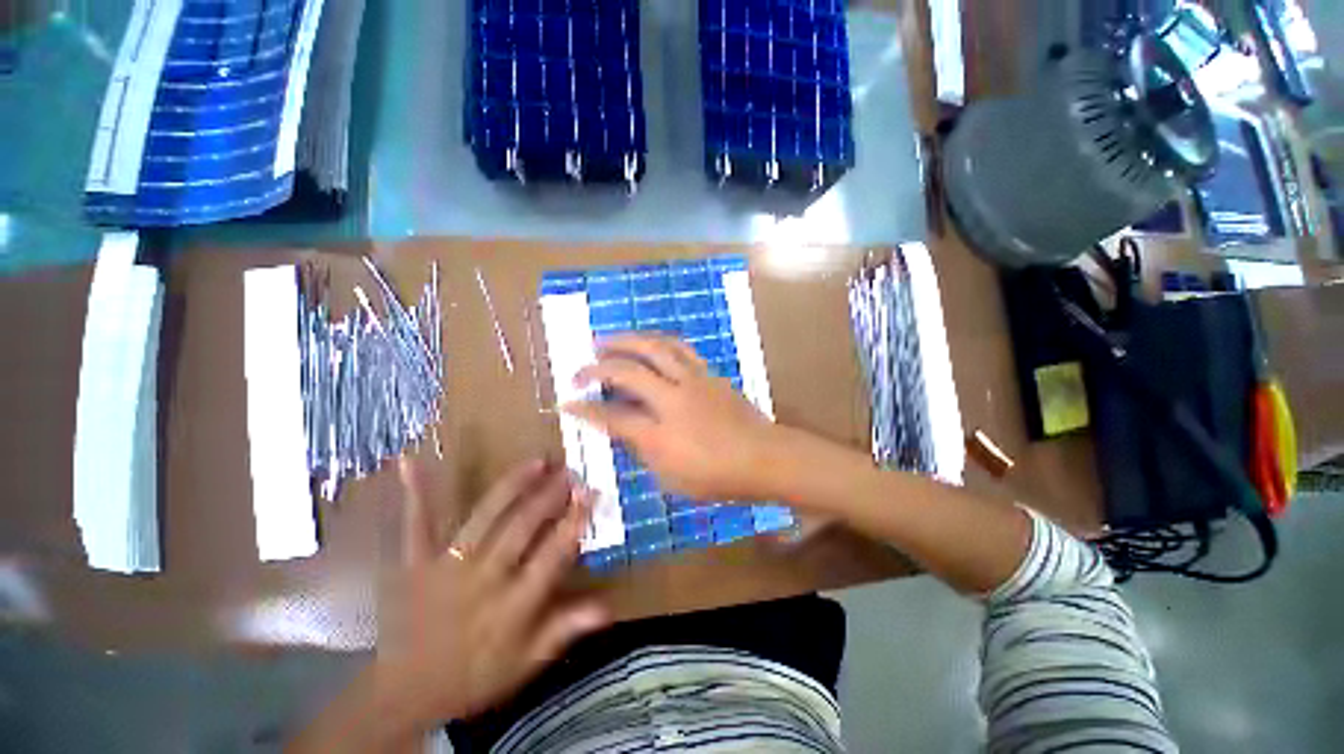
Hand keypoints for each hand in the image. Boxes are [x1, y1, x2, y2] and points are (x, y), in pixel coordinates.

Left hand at [378, 458, 609, 727]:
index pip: (552, 555)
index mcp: (512, 605)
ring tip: (537, 462)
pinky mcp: (416, 562)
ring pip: (485, 517)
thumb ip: (564, 630)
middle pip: (522, 528)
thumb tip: (608, 608)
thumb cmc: (474, 676)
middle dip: (550, 495)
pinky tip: (411, 461)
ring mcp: (447, 566)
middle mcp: (483, 578)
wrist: (405, 692)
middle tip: (571, 470)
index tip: (592, 493)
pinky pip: (417, 524)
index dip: (574, 521)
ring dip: (513, 486)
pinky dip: (415, 493)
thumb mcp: (525, 663)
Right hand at [562, 334, 780, 500]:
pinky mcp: (708, 373)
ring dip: (627, 341)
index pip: (613, 417)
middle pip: (628, 371)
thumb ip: (644, 451)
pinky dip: (657, 342)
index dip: (585, 410)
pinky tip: (648, 343)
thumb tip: (625, 430)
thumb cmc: (717, 477)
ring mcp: (693, 381)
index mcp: (661, 434)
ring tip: (608, 340)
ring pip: (655, 348)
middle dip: (598, 366)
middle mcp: (673, 399)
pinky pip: (679, 348)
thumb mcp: (671, 478)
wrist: (764, 456)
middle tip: (581, 365)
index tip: (566, 402)